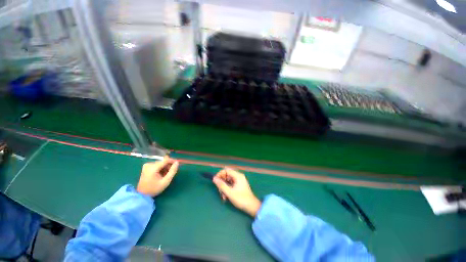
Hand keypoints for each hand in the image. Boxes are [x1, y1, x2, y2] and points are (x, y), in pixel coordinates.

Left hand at [137, 156, 178, 196]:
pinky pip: (157, 165)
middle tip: (171, 173)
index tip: (177, 165)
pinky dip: (161, 169)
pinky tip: (161, 174)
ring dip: (165, 168)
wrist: (142, 195)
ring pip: (161, 163)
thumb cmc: (154, 189)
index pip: (166, 160)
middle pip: (163, 162)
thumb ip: (172, 171)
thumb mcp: (166, 181)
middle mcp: (149, 164)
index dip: (173, 161)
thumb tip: (177, 162)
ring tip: (166, 175)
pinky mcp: (146, 167)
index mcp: (153, 167)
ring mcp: (147, 165)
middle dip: (168, 166)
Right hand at [213, 168, 260, 216]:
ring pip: (228, 181)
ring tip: (223, 197)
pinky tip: (226, 197)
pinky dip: (227, 189)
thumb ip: (221, 185)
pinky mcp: (239, 185)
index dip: (220, 174)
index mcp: (238, 176)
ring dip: (224, 188)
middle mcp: (238, 176)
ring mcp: (239, 181)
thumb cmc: (241, 199)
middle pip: (226, 176)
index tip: (215, 181)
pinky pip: (231, 184)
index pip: (226, 170)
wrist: (252, 207)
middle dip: (222, 183)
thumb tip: (214, 178)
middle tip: (220, 191)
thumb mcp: (229, 192)